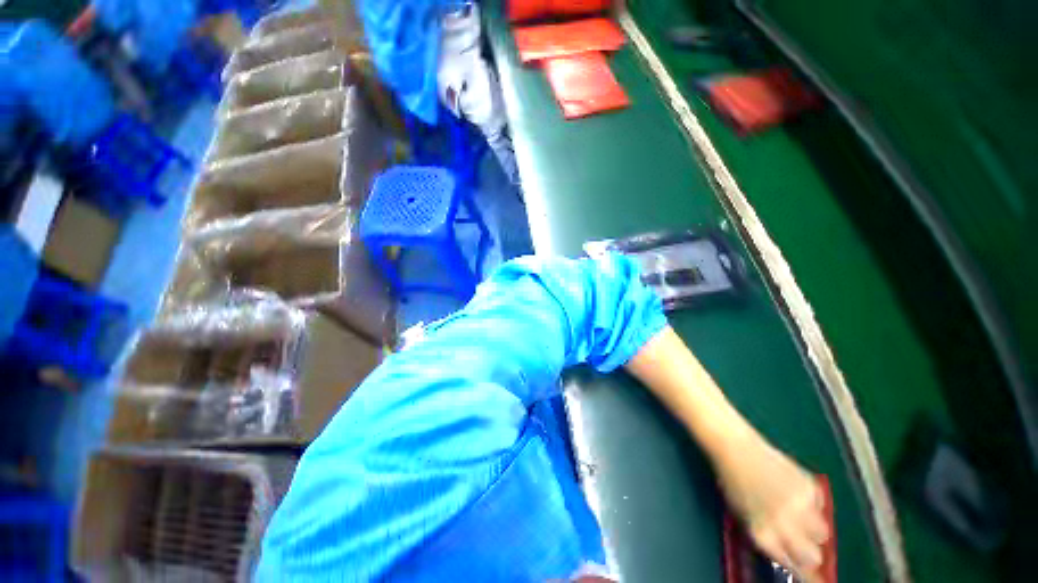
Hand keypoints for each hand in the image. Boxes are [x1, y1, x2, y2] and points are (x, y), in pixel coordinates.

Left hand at [714, 436, 829, 581]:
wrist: (735, 447)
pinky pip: (822, 506)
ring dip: (814, 530)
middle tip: (804, 545)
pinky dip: (813, 504)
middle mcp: (785, 525)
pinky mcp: (811, 487)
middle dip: (810, 554)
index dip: (801, 572)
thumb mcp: (744, 515)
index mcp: (763, 534)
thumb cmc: (732, 480)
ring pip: (823, 533)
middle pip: (814, 556)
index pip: (793, 567)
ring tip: (800, 515)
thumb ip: (767, 536)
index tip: (807, 574)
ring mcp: (801, 506)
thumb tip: (787, 553)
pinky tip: (796, 491)